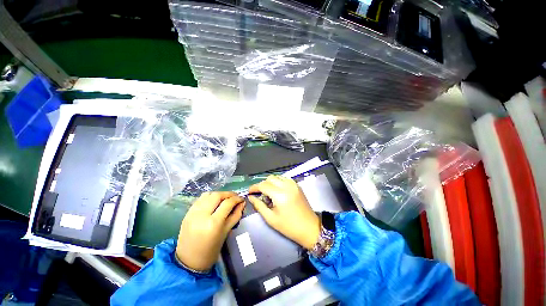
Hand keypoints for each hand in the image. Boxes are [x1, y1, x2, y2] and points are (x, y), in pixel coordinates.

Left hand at [176, 191, 244, 270]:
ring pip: (208, 194)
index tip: (242, 199)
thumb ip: (235, 215)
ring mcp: (192, 213)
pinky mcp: (187, 213)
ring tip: (225, 199)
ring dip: (219, 194)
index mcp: (213, 223)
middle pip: (217, 195)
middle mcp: (202, 215)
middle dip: (228, 194)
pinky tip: (214, 202)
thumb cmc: (211, 251)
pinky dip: (209, 197)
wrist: (188, 262)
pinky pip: (200, 199)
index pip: (227, 203)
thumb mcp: (226, 233)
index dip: (237, 199)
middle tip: (234, 197)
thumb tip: (242, 203)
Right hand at [248, 175, 319, 249]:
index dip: (254, 187)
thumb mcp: (271, 218)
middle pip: (270, 178)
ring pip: (277, 177)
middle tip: (259, 194)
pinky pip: (284, 179)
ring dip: (270, 183)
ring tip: (268, 193)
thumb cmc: (289, 226)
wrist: (309, 227)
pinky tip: (277, 191)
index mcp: (280, 195)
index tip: (249, 192)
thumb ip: (259, 205)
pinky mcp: (297, 185)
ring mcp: (293, 184)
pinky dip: (278, 182)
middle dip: (262, 184)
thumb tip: (251, 197)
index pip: (263, 185)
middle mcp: (287, 186)